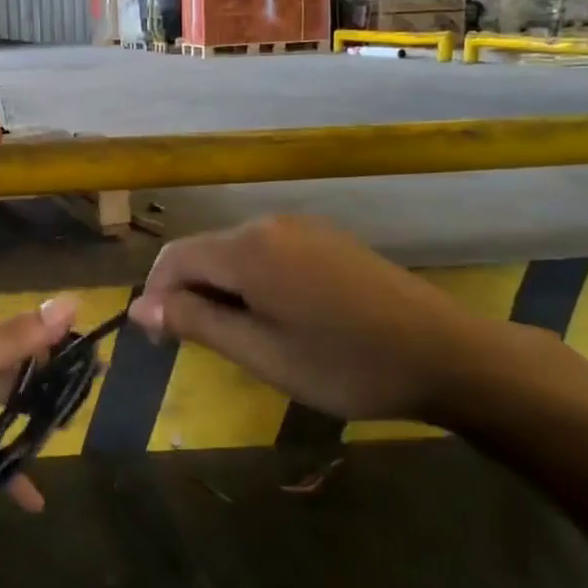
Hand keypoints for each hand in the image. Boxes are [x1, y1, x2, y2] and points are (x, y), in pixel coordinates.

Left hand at [0, 298, 79, 507]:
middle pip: (2, 387)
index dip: (53, 366)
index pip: (21, 346)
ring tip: (41, 483)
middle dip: (31, 414)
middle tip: (65, 443)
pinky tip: (1, 495)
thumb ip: (17, 338)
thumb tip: (75, 299)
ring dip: (5, 449)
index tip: (88, 389)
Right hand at [128, 216, 513, 425]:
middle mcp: (269, 224)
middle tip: (208, 349)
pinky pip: (268, 253)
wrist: (448, 355)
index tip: (165, 344)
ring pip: (236, 253)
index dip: (158, 298)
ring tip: (246, 339)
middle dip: (191, 295)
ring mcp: (302, 227)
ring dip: (224, 291)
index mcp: (247, 248)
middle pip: (204, 252)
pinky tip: (281, 318)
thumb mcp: (261, 352)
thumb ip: (195, 322)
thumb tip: (139, 308)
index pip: (173, 258)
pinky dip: (255, 282)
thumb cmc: (345, 363)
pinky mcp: (326, 238)